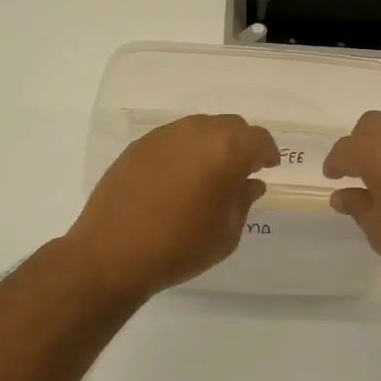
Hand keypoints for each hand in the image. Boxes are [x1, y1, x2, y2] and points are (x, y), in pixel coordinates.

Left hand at [62, 114, 280, 304]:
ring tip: (207, 175)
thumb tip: (249, 183)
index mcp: (225, 149)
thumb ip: (242, 201)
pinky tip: (176, 179)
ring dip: (210, 145)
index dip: (266, 152)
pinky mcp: (138, 146)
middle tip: (239, 171)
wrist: (112, 253)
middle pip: (229, 126)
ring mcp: (163, 136)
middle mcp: (195, 132)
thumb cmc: (180, 246)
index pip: (257, 139)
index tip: (268, 167)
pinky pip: (171, 140)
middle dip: (240, 145)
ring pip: (198, 129)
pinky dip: (182, 152)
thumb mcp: (226, 232)